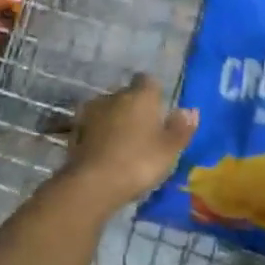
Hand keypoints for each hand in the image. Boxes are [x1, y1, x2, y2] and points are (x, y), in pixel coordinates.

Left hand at [60, 75, 197, 208]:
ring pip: (107, 110)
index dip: (154, 93)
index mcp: (141, 96)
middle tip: (144, 131)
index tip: (159, 110)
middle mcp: (114, 96)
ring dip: (114, 120)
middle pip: (127, 95)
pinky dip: (99, 134)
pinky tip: (105, 152)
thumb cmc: (139, 162)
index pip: (148, 81)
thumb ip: (181, 128)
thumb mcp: (170, 149)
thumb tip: (190, 111)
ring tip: (123, 143)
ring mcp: (91, 112)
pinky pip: (93, 127)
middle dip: (134, 107)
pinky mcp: (74, 131)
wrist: (93, 184)